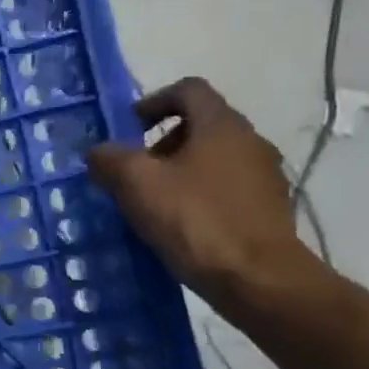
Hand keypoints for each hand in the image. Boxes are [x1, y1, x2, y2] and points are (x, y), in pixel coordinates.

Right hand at [86, 78, 316, 306]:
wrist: (257, 279)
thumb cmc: (194, 220)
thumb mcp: (136, 184)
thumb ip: (110, 159)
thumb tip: (100, 152)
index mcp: (220, 125)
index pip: (189, 90)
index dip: (154, 101)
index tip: (129, 128)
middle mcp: (250, 141)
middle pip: (201, 125)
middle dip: (162, 143)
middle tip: (135, 172)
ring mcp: (264, 176)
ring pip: (214, 159)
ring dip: (181, 172)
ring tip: (153, 203)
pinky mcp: (269, 209)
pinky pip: (227, 189)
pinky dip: (200, 196)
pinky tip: (180, 226)